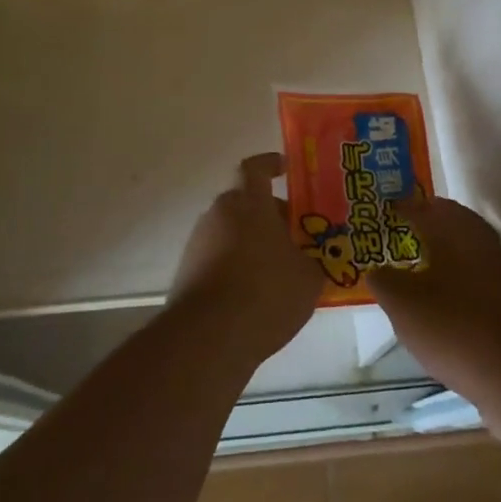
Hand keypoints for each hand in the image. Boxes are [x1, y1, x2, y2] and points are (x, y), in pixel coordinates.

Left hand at [170, 153, 324, 365]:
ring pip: (233, 232)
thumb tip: (311, 258)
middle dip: (272, 217)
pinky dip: (237, 266)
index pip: (256, 168)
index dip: (271, 164)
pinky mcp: (188, 270)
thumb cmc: (266, 293)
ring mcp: (199, 242)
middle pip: (247, 203)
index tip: (285, 168)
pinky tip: (256, 295)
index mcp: (249, 203)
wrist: (208, 337)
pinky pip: (219, 257)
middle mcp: (219, 213)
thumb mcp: (308, 277)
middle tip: (297, 238)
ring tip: (280, 272)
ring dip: (254, 243)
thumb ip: (312, 259)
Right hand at [367, 197, 500, 415]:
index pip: (420, 205)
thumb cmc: (456, 329)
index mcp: (455, 229)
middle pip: (444, 223)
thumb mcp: (403, 305)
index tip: (374, 215)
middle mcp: (481, 241)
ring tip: (404, 273)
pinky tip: (432, 305)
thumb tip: (376, 269)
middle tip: (388, 241)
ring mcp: (499, 271)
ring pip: (458, 252)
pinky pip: (469, 278)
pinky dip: (448, 282)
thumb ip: (383, 280)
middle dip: (417, 229)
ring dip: (433, 256)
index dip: (396, 208)